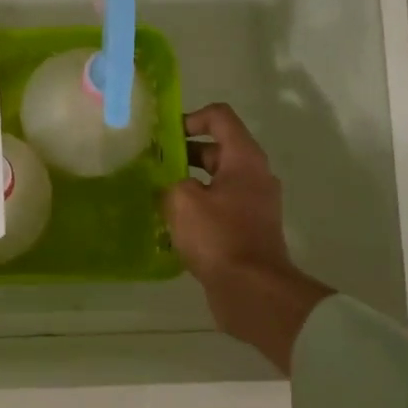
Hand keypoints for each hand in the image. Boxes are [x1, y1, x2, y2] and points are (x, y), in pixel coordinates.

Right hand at [164, 104, 331, 372]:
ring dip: (188, 182)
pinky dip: (198, 207)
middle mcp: (254, 176)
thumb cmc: (219, 236)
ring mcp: (254, 204)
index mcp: (244, 158)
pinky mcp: (248, 230)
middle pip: (217, 149)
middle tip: (153, 165)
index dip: (190, 118)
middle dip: (184, 153)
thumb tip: (169, 185)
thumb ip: (170, 182)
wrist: (252, 291)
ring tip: (157, 195)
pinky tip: (172, 223)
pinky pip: (220, 207)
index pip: (219, 117)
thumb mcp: (182, 200)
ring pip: (216, 180)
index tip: (164, 136)